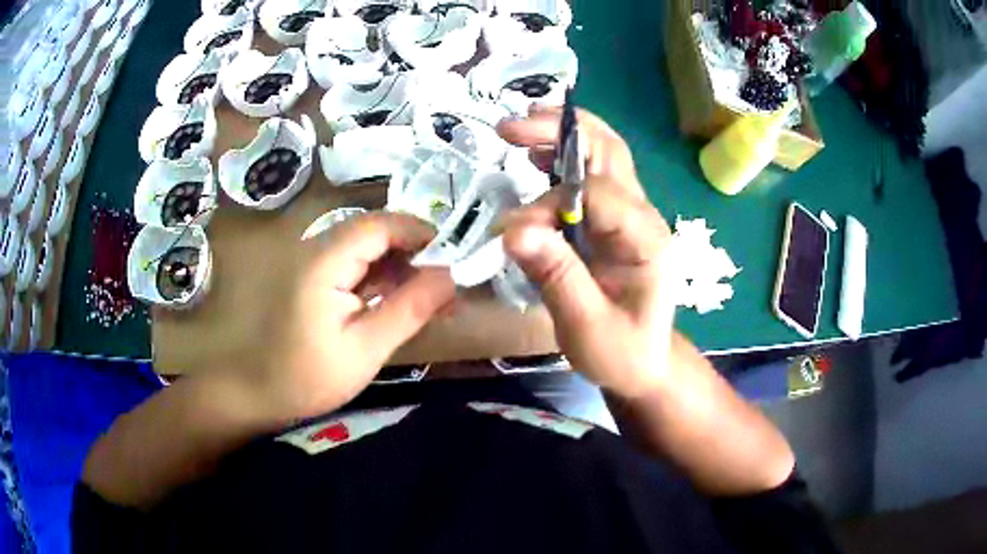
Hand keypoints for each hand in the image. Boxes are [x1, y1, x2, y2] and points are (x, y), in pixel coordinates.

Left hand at [252, 212, 454, 420]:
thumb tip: (452, 276)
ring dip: (403, 266)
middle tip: (449, 284)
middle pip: (376, 232)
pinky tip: (404, 302)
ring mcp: (316, 263)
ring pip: (369, 248)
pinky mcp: (317, 278)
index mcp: (325, 263)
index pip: (380, 225)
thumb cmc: (308, 377)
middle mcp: (318, 250)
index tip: (455, 257)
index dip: (420, 232)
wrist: (258, 391)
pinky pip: (357, 266)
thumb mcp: (366, 350)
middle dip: (416, 251)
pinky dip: (384, 279)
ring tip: (435, 297)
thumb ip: (409, 309)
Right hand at [498, 107, 677, 398]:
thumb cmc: (622, 353)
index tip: (512, 231)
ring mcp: (630, 215)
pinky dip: (562, 158)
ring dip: (561, 135)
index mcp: (645, 240)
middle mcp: (643, 216)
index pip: (596, 195)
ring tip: (517, 134)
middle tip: (510, 128)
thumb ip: (556, 276)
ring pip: (602, 154)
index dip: (550, 202)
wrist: (645, 365)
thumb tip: (513, 231)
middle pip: (608, 151)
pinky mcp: (614, 221)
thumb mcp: (587, 327)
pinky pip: (590, 175)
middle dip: (560, 130)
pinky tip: (535, 159)